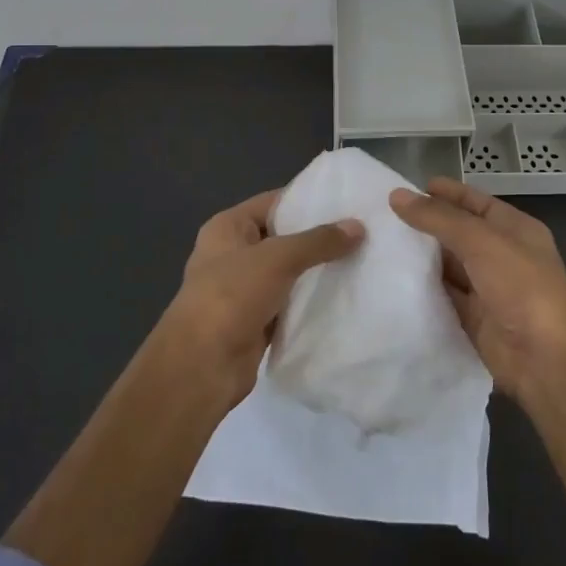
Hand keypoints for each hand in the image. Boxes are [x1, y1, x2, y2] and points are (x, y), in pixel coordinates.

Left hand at [155, 189, 364, 408]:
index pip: (274, 202)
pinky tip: (345, 297)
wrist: (202, 366)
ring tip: (362, 260)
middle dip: (319, 237)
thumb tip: (358, 226)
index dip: (309, 199)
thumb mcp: (277, 258)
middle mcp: (234, 253)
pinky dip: (312, 302)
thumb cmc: (231, 296)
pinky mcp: (257, 321)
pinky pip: (290, 303)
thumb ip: (318, 241)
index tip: (349, 201)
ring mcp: (244, 289)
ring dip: (318, 271)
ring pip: (289, 273)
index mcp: (228, 227)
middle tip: (363, 232)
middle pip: (284, 237)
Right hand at [389, 177, 565, 402]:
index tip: (407, 189)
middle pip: (459, 234)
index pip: (475, 203)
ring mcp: (488, 289)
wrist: (548, 360)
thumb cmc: (522, 286)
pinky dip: (422, 291)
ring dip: (420, 259)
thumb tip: (397, 195)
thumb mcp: (481, 241)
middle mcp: (502, 256)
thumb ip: (438, 219)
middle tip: (382, 218)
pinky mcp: (474, 320)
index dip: (445, 194)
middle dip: (426, 226)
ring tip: (378, 246)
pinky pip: (444, 298)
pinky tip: (391, 281)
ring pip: (448, 267)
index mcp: (514, 229)